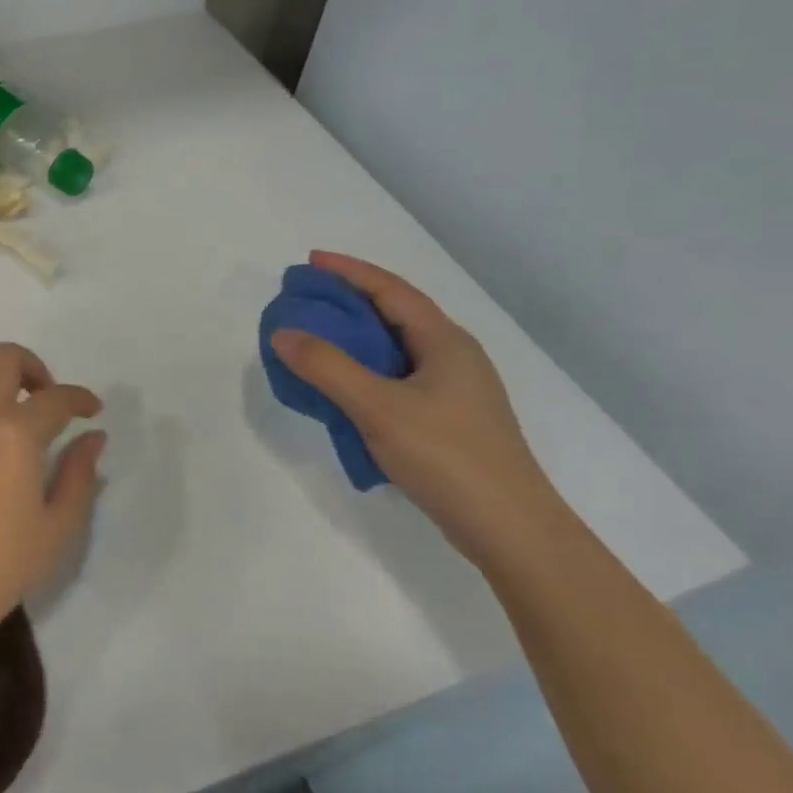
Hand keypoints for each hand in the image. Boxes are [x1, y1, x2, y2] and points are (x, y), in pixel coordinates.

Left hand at [0, 343, 104, 647]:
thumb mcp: (56, 529)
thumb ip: (79, 475)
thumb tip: (94, 437)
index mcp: (16, 434)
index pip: (57, 399)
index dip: (80, 399)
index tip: (92, 410)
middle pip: (5, 357)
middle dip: (34, 367)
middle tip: (47, 398)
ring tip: (11, 406)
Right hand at [269, 251, 565, 567]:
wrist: (510, 530)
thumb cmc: (447, 457)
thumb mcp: (378, 408)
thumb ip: (327, 367)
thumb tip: (283, 333)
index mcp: (445, 342)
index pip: (392, 290)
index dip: (349, 271)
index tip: (309, 262)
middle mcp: (453, 358)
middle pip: (395, 315)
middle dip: (348, 302)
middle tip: (305, 300)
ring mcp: (454, 391)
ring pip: (395, 350)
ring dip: (355, 339)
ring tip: (314, 340)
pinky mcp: (447, 420)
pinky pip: (396, 379)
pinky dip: (363, 371)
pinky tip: (342, 389)